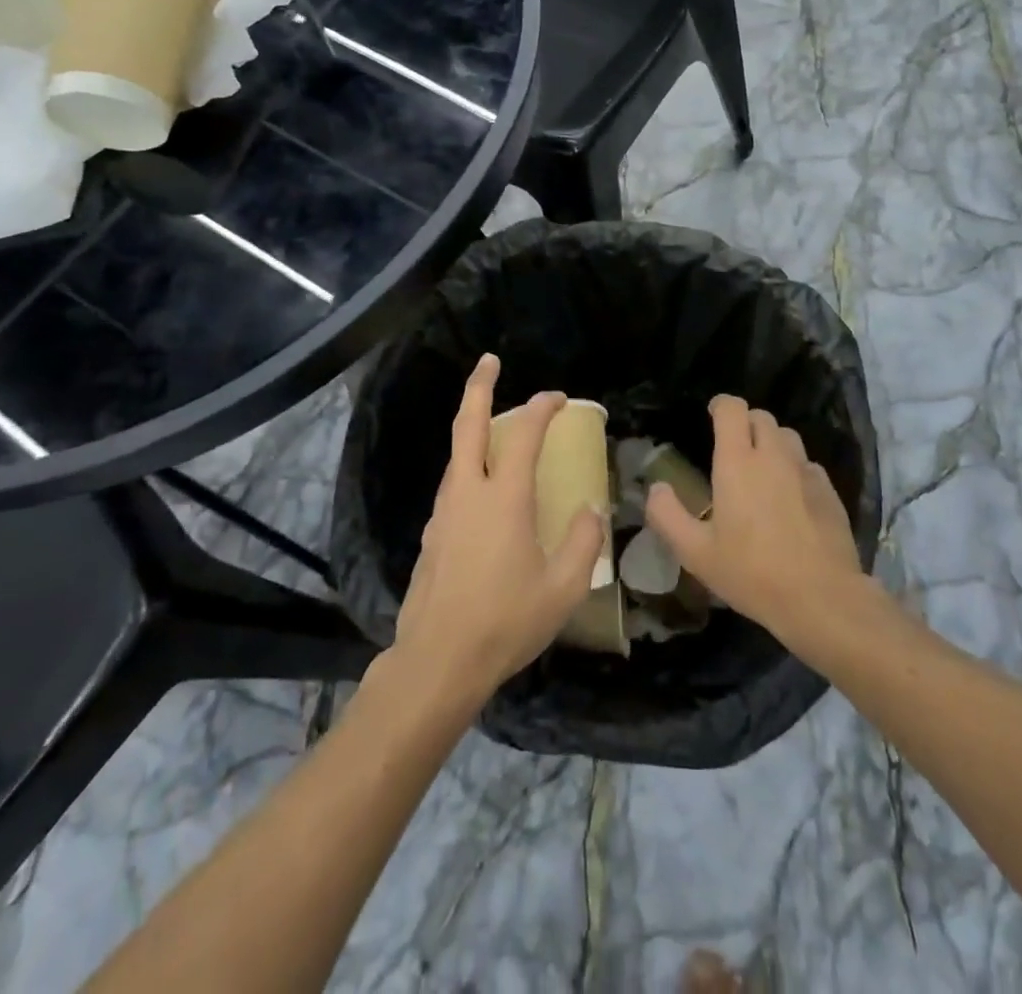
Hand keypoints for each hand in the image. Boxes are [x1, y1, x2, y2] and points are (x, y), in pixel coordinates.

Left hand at [390, 354, 606, 708]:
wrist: (437, 661)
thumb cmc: (506, 622)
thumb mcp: (562, 588)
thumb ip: (582, 542)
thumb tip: (589, 511)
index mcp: (503, 498)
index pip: (523, 434)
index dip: (542, 408)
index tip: (559, 398)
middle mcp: (468, 493)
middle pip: (468, 424)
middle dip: (479, 386)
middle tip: (489, 361)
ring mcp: (443, 513)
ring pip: (456, 455)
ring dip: (473, 429)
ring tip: (495, 428)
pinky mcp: (431, 535)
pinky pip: (453, 486)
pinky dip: (469, 469)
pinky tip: (483, 493)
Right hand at [644, 396, 865, 650]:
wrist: (822, 599)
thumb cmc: (752, 573)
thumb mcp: (695, 553)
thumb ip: (667, 516)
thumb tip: (657, 488)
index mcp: (737, 462)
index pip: (732, 409)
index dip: (720, 405)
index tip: (711, 416)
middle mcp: (773, 456)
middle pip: (761, 417)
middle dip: (744, 423)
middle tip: (732, 449)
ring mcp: (806, 471)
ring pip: (787, 437)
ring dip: (771, 442)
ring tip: (761, 469)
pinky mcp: (829, 491)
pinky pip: (807, 464)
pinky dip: (794, 468)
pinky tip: (790, 497)